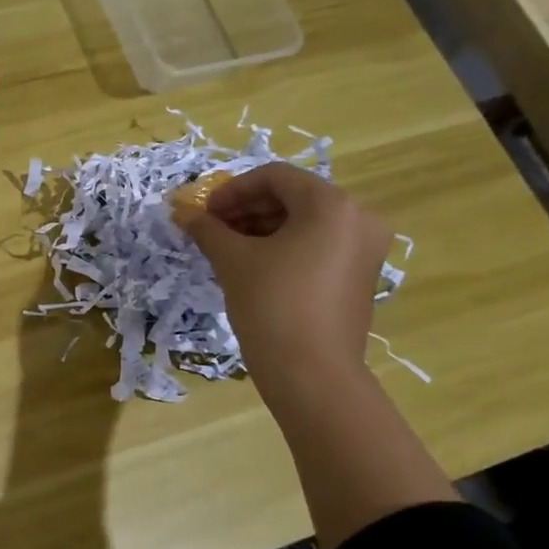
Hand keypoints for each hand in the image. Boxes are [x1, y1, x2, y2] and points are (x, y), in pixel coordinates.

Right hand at [173, 163, 389, 386]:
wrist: (311, 372)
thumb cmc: (271, 304)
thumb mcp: (232, 260)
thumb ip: (207, 229)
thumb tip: (184, 212)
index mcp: (331, 205)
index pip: (275, 177)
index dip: (232, 190)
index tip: (204, 212)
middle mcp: (358, 217)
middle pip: (293, 196)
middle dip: (246, 208)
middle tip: (211, 229)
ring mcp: (364, 248)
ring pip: (305, 221)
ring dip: (262, 227)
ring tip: (226, 248)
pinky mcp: (359, 274)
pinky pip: (318, 244)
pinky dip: (284, 246)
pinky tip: (253, 264)